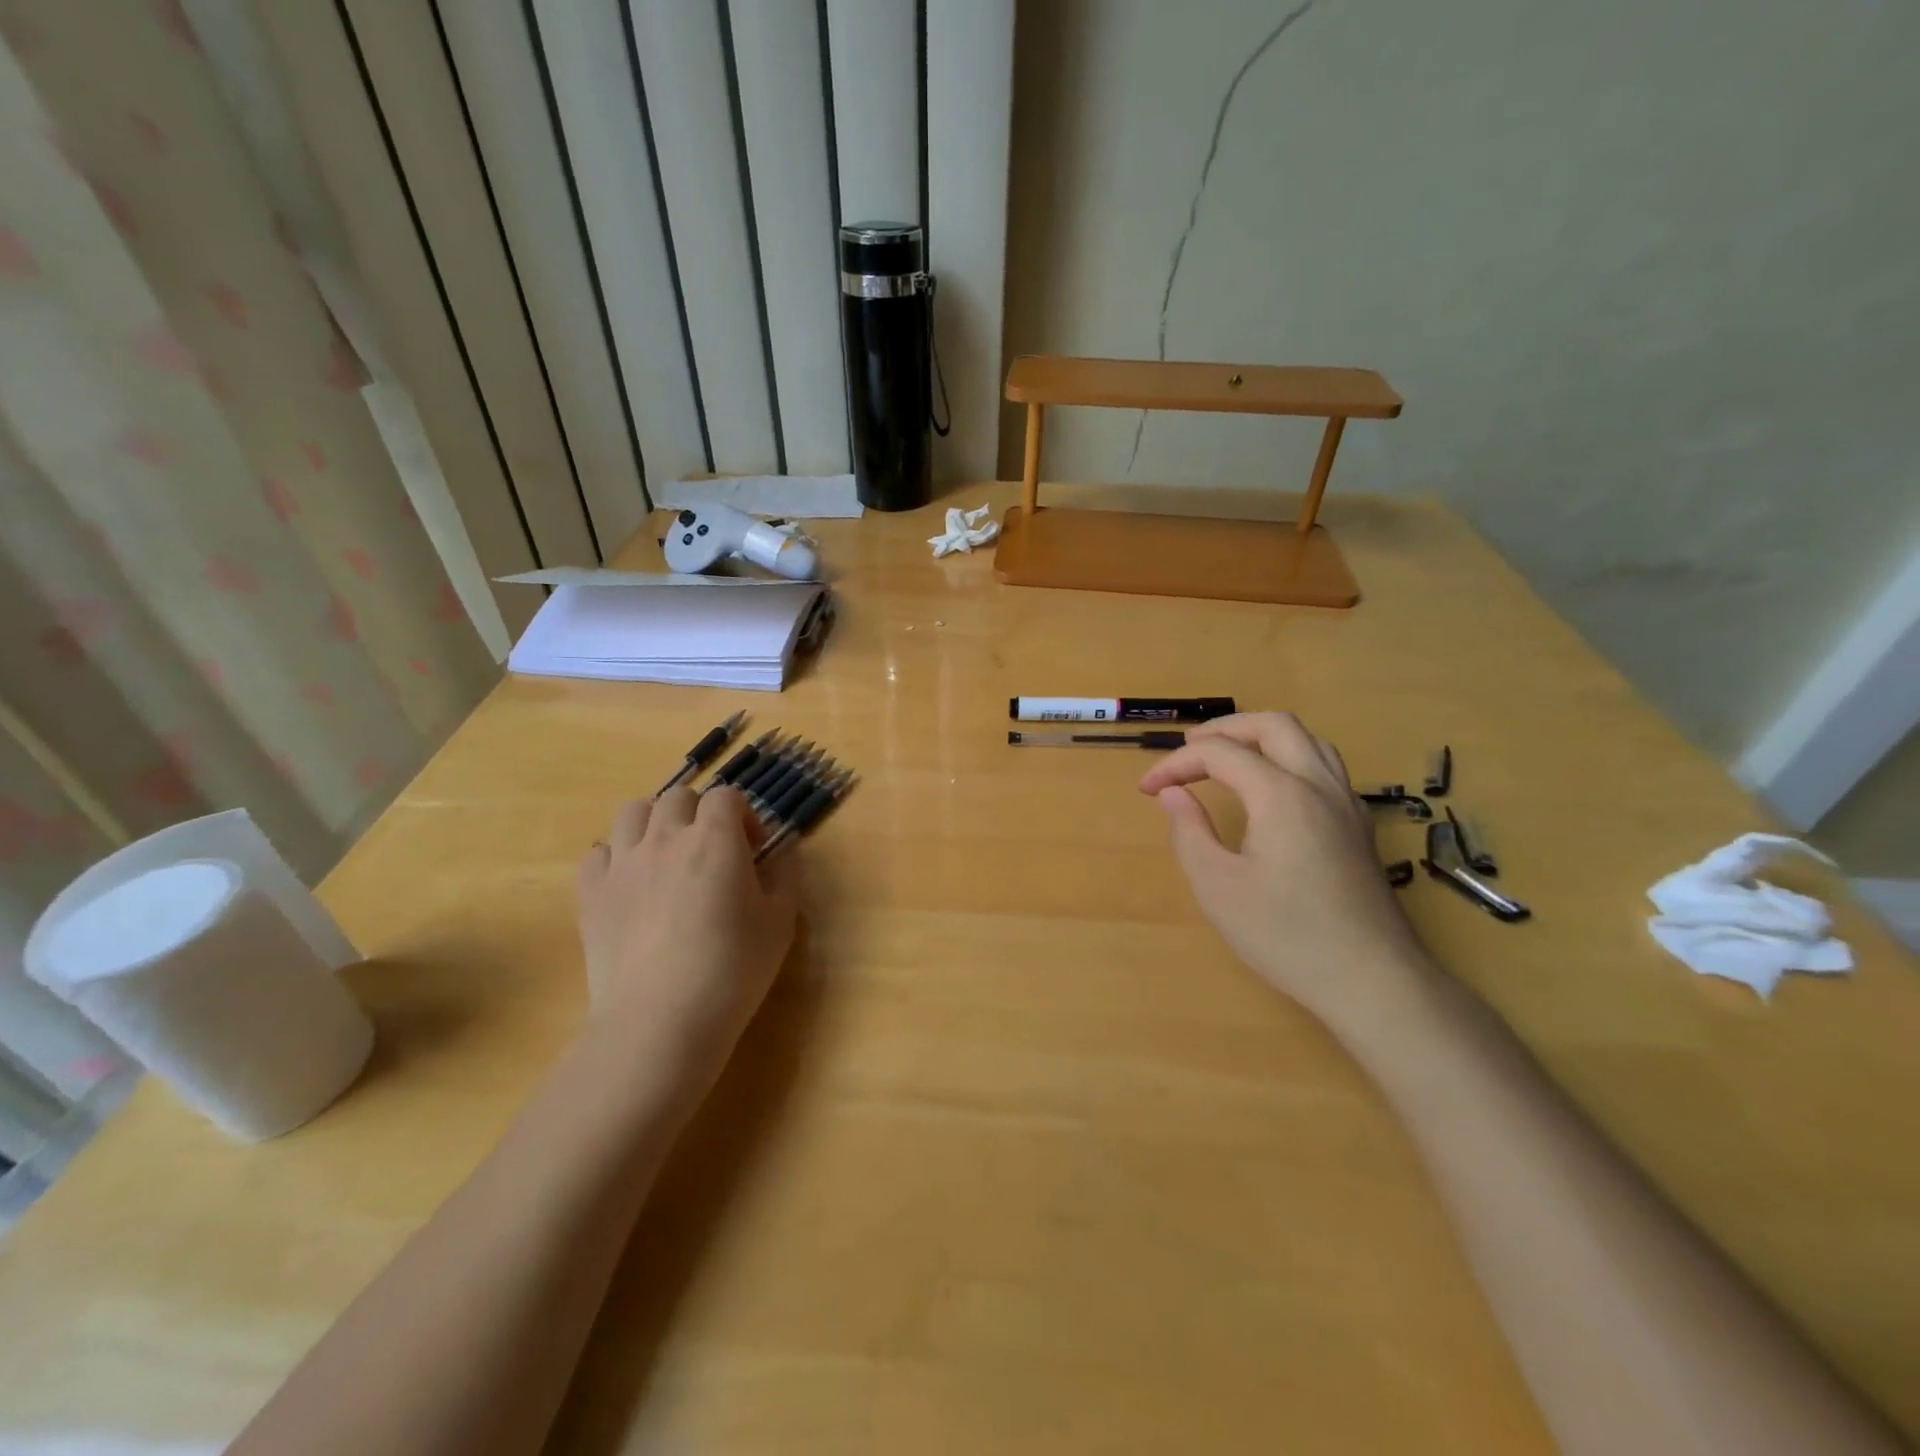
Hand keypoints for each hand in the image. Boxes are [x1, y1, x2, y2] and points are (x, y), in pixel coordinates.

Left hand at [576, 787, 800, 1077]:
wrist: (661, 1020)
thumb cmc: (733, 969)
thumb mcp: (780, 920)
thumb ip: (784, 873)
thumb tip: (782, 849)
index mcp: (715, 839)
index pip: (727, 796)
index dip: (744, 815)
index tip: (753, 848)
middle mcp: (665, 837)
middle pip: (678, 796)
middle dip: (699, 813)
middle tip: (712, 850)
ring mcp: (622, 862)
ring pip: (632, 811)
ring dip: (654, 822)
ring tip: (666, 854)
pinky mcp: (590, 892)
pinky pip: (597, 852)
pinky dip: (615, 857)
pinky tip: (630, 883)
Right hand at [1138, 713, 1430, 1026]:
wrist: (1371, 980)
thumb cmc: (1286, 936)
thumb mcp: (1218, 888)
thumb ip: (1190, 831)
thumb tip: (1172, 793)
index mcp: (1281, 795)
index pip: (1220, 754)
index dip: (1175, 764)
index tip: (1147, 789)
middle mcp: (1319, 785)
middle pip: (1273, 725)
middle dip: (1223, 729)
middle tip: (1187, 752)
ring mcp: (1347, 803)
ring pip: (1307, 739)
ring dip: (1260, 738)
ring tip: (1226, 760)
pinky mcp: (1358, 825)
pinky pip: (1324, 766)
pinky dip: (1287, 757)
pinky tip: (1269, 790)